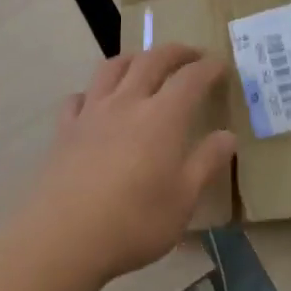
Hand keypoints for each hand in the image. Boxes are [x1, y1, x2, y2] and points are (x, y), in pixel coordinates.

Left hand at [21, 45, 236, 285]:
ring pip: (113, 68)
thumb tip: (228, 136)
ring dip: (133, 58)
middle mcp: (128, 102)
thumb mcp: (183, 201)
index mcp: (163, 117)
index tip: (220, 65)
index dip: (208, 67)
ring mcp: (92, 112)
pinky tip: (94, 103)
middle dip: (175, 52)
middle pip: (152, 60)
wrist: (63, 238)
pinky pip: (78, 97)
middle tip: (190, 54)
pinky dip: (91, 93)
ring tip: (142, 63)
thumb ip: (206, 163)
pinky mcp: (65, 129)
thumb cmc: (133, 222)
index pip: (191, 78)